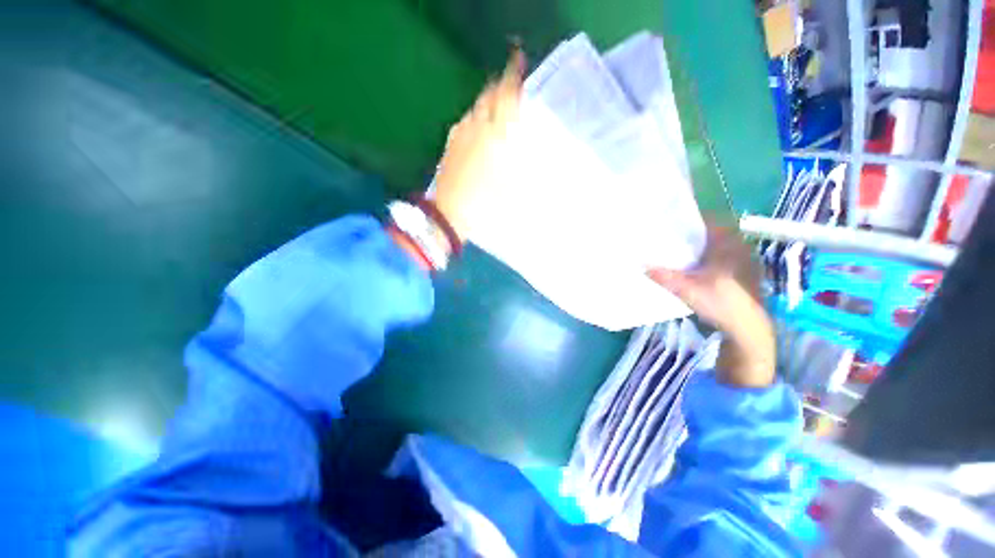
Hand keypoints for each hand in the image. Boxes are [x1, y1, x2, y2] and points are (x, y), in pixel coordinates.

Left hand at [432, 49, 525, 243]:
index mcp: (495, 134)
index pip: (505, 96)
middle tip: (511, 88)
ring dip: (487, 103)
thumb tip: (527, 149)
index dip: (512, 76)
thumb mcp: (512, 187)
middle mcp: (476, 127)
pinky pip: (464, 122)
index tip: (518, 61)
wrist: (449, 214)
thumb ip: (521, 164)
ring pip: (474, 108)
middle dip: (500, 87)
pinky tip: (478, 130)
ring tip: (497, 109)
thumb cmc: (485, 202)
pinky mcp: (449, 145)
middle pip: (488, 96)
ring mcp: (459, 135)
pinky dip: (475, 118)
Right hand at [648, 225, 775, 386]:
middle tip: (674, 239)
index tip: (673, 224)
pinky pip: (727, 257)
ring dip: (704, 247)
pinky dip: (713, 258)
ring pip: (721, 246)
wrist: (749, 329)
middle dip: (695, 235)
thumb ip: (664, 277)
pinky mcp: (748, 273)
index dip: (691, 220)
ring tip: (684, 253)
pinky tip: (700, 270)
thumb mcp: (687, 290)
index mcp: (729, 245)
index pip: (711, 221)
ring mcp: (747, 261)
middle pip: (715, 233)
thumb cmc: (721, 304)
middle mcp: (741, 248)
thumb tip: (642, 266)